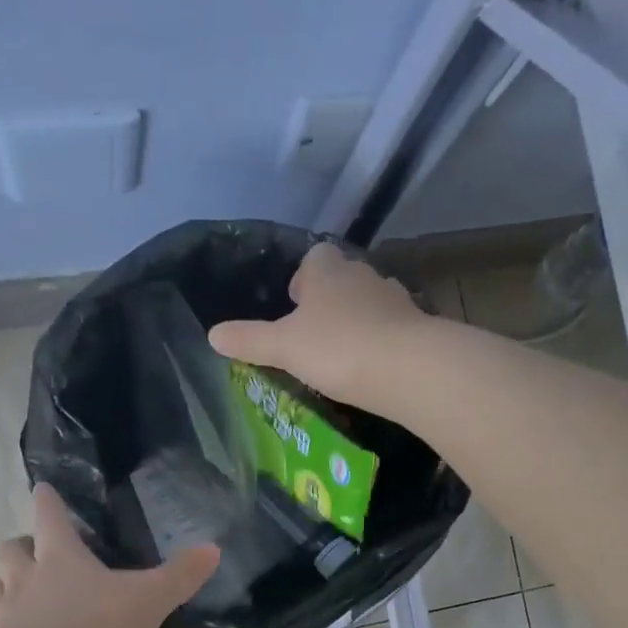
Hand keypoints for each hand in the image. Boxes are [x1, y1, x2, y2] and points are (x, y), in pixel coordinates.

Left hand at [0, 485, 218, 627]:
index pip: (49, 516)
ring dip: (7, 584)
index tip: (43, 488)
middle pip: (11, 550)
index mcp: (60, 557)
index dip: (48, 500)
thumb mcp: (149, 601)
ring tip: (24, 594)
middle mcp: (26, 579)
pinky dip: (7, 627)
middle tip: (37, 550)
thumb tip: (213, 548)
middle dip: (21, 545)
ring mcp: (6, 615)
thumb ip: (180, 576)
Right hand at [208, 243, 439, 410]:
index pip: (313, 259)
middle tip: (312, 337)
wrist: (407, 368)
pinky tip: (370, 367)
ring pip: (367, 303)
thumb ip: (248, 340)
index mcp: (327, 270)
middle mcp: (362, 274)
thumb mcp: (283, 347)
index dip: (302, 281)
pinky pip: (390, 328)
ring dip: (354, 322)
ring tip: (340, 355)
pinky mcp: (416, 325)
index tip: (294, 308)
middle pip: (341, 280)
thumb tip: (212, 335)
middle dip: (327, 303)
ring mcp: (393, 298)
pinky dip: (379, 341)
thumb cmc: (337, 348)